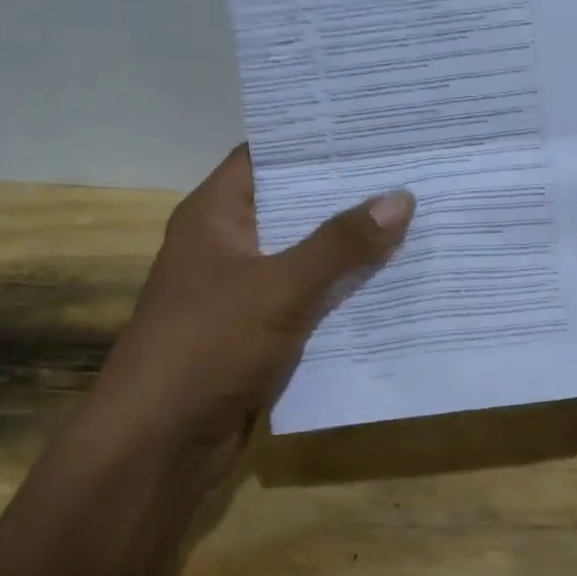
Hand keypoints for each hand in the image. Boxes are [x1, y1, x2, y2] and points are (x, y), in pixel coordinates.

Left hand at [94, 145, 413, 481]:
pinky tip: (394, 283)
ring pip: (304, 256)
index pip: (266, 155)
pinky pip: (308, 300)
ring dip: (350, 247)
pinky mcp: (258, 332)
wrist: (159, 445)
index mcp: (215, 214)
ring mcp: (242, 290)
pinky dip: (342, 292)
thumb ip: (340, 244)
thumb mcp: (279, 287)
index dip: (314, 141)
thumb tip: (401, 198)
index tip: (372, 130)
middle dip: (346, 194)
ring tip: (417, 218)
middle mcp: (227, 243)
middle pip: (292, 205)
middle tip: (410, 171)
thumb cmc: (208, 345)